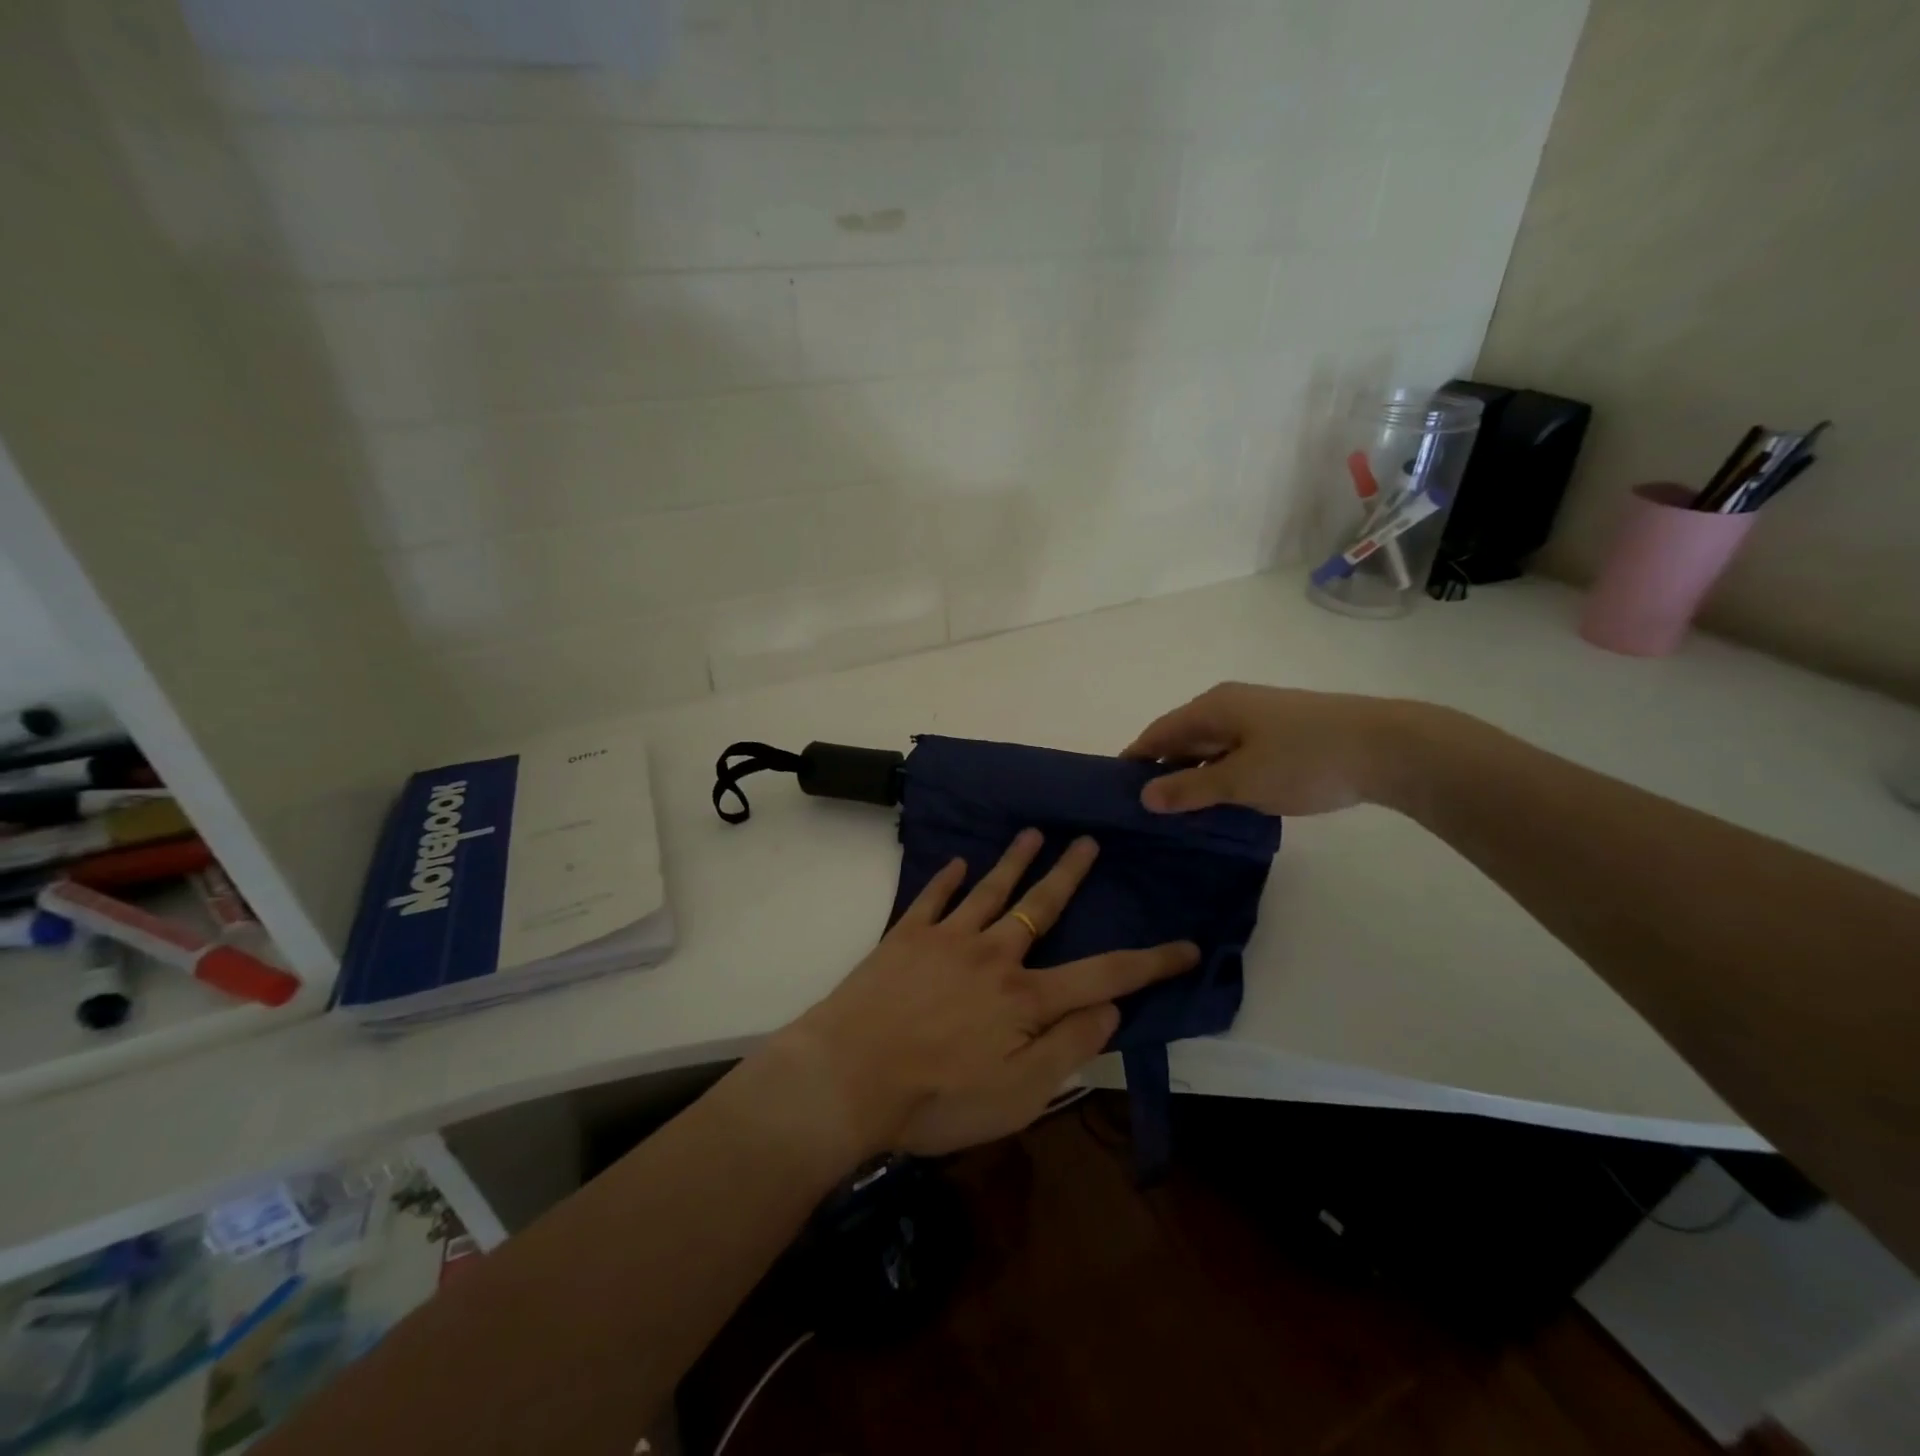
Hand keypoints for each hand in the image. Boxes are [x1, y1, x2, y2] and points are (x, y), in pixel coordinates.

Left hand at [771, 829, 1197, 1158]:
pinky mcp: (904, 937)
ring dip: (1014, 861)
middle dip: (1069, 874)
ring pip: (990, 890)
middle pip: (1041, 907)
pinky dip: (947, 879)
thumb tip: (1110, 1009)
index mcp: (1026, 998)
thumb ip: (1068, 1049)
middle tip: (1088, 842)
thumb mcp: (1019, 1096)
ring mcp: (946, 939)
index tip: (1185, 945)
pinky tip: (958, 864)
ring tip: (1033, 834)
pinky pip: (932, 898)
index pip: (1104, 974)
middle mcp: (992, 955)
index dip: (1150, 962)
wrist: (847, 1076)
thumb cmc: (936, 1099)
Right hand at [1123, 682, 1433, 815]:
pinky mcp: (1284, 732)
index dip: (1136, 759)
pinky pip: (1237, 753)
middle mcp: (1231, 704)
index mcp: (1213, 708)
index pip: (1158, 733)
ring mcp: (1260, 717)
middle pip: (1183, 738)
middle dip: (1164, 770)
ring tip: (1181, 813)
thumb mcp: (1240, 780)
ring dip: (1195, 776)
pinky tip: (1224, 801)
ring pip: (1212, 747)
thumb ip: (1190, 789)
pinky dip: (1223, 775)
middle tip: (1147, 809)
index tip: (1116, 790)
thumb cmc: (1304, 759)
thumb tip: (1143, 795)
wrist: (1389, 747)